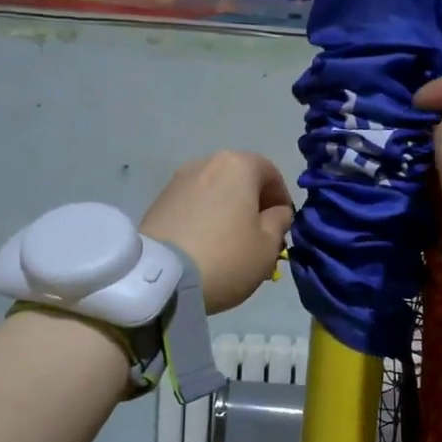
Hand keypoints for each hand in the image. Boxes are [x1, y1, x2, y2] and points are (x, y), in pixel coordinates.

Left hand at [141, 152, 293, 313]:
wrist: (161, 278)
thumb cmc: (226, 257)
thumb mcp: (267, 246)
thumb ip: (279, 222)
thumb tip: (276, 212)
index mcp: (237, 165)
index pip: (270, 172)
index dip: (281, 199)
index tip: (283, 226)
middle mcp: (205, 163)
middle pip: (239, 179)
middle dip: (252, 205)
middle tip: (257, 237)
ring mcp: (177, 181)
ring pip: (214, 192)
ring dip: (227, 211)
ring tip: (229, 245)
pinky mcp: (158, 202)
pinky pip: (192, 205)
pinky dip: (203, 219)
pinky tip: (204, 246)